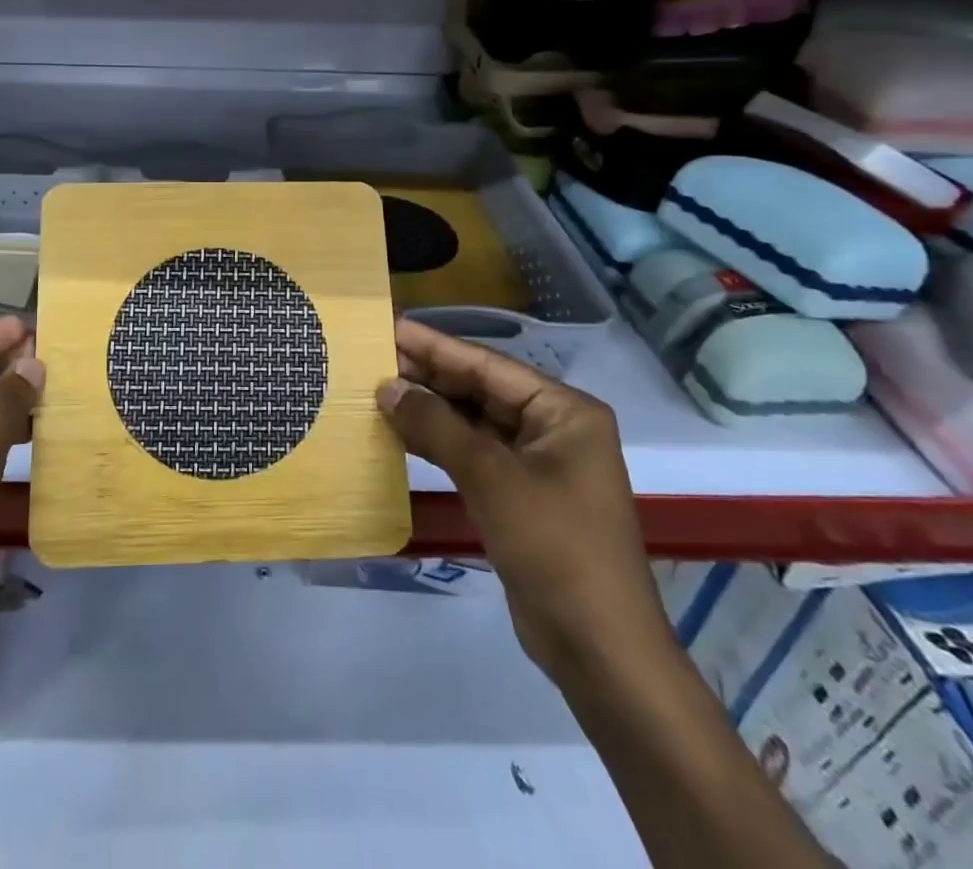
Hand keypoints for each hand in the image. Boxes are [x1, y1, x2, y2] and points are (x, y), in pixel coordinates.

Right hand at [377, 318, 671, 682]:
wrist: (598, 647)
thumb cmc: (553, 545)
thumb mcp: (490, 476)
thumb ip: (436, 425)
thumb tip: (387, 386)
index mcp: (563, 411)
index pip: (488, 365)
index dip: (436, 346)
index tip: (391, 325)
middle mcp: (553, 428)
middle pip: (480, 389)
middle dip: (429, 375)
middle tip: (374, 355)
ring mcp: (537, 463)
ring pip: (474, 422)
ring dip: (430, 409)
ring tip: (378, 388)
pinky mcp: (520, 495)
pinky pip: (474, 454)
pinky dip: (439, 443)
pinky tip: (400, 432)